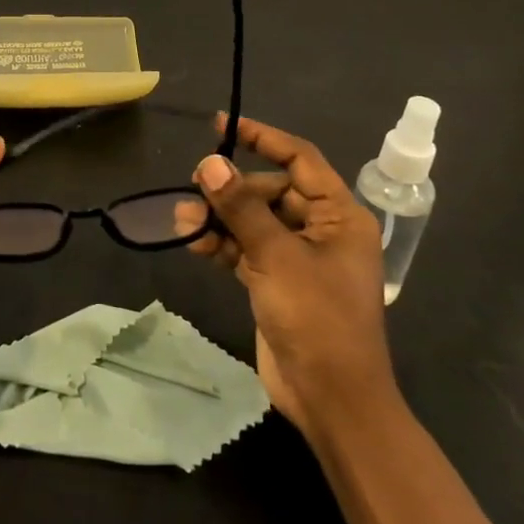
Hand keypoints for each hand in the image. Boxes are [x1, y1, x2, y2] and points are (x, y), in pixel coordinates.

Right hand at [173, 114, 396, 438]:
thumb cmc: (317, 319)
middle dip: (231, 189)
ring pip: (253, 221)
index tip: (222, 126)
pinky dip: (222, 243)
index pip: (300, 159)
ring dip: (220, 218)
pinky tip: (193, 242)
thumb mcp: (277, 256)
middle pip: (271, 190)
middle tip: (195, 188)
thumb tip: (209, 163)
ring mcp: (298, 258)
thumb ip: (241, 208)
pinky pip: (246, 249)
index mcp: (340, 216)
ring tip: (183, 219)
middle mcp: (322, 230)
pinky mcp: (277, 282)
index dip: (263, 137)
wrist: (332, 398)